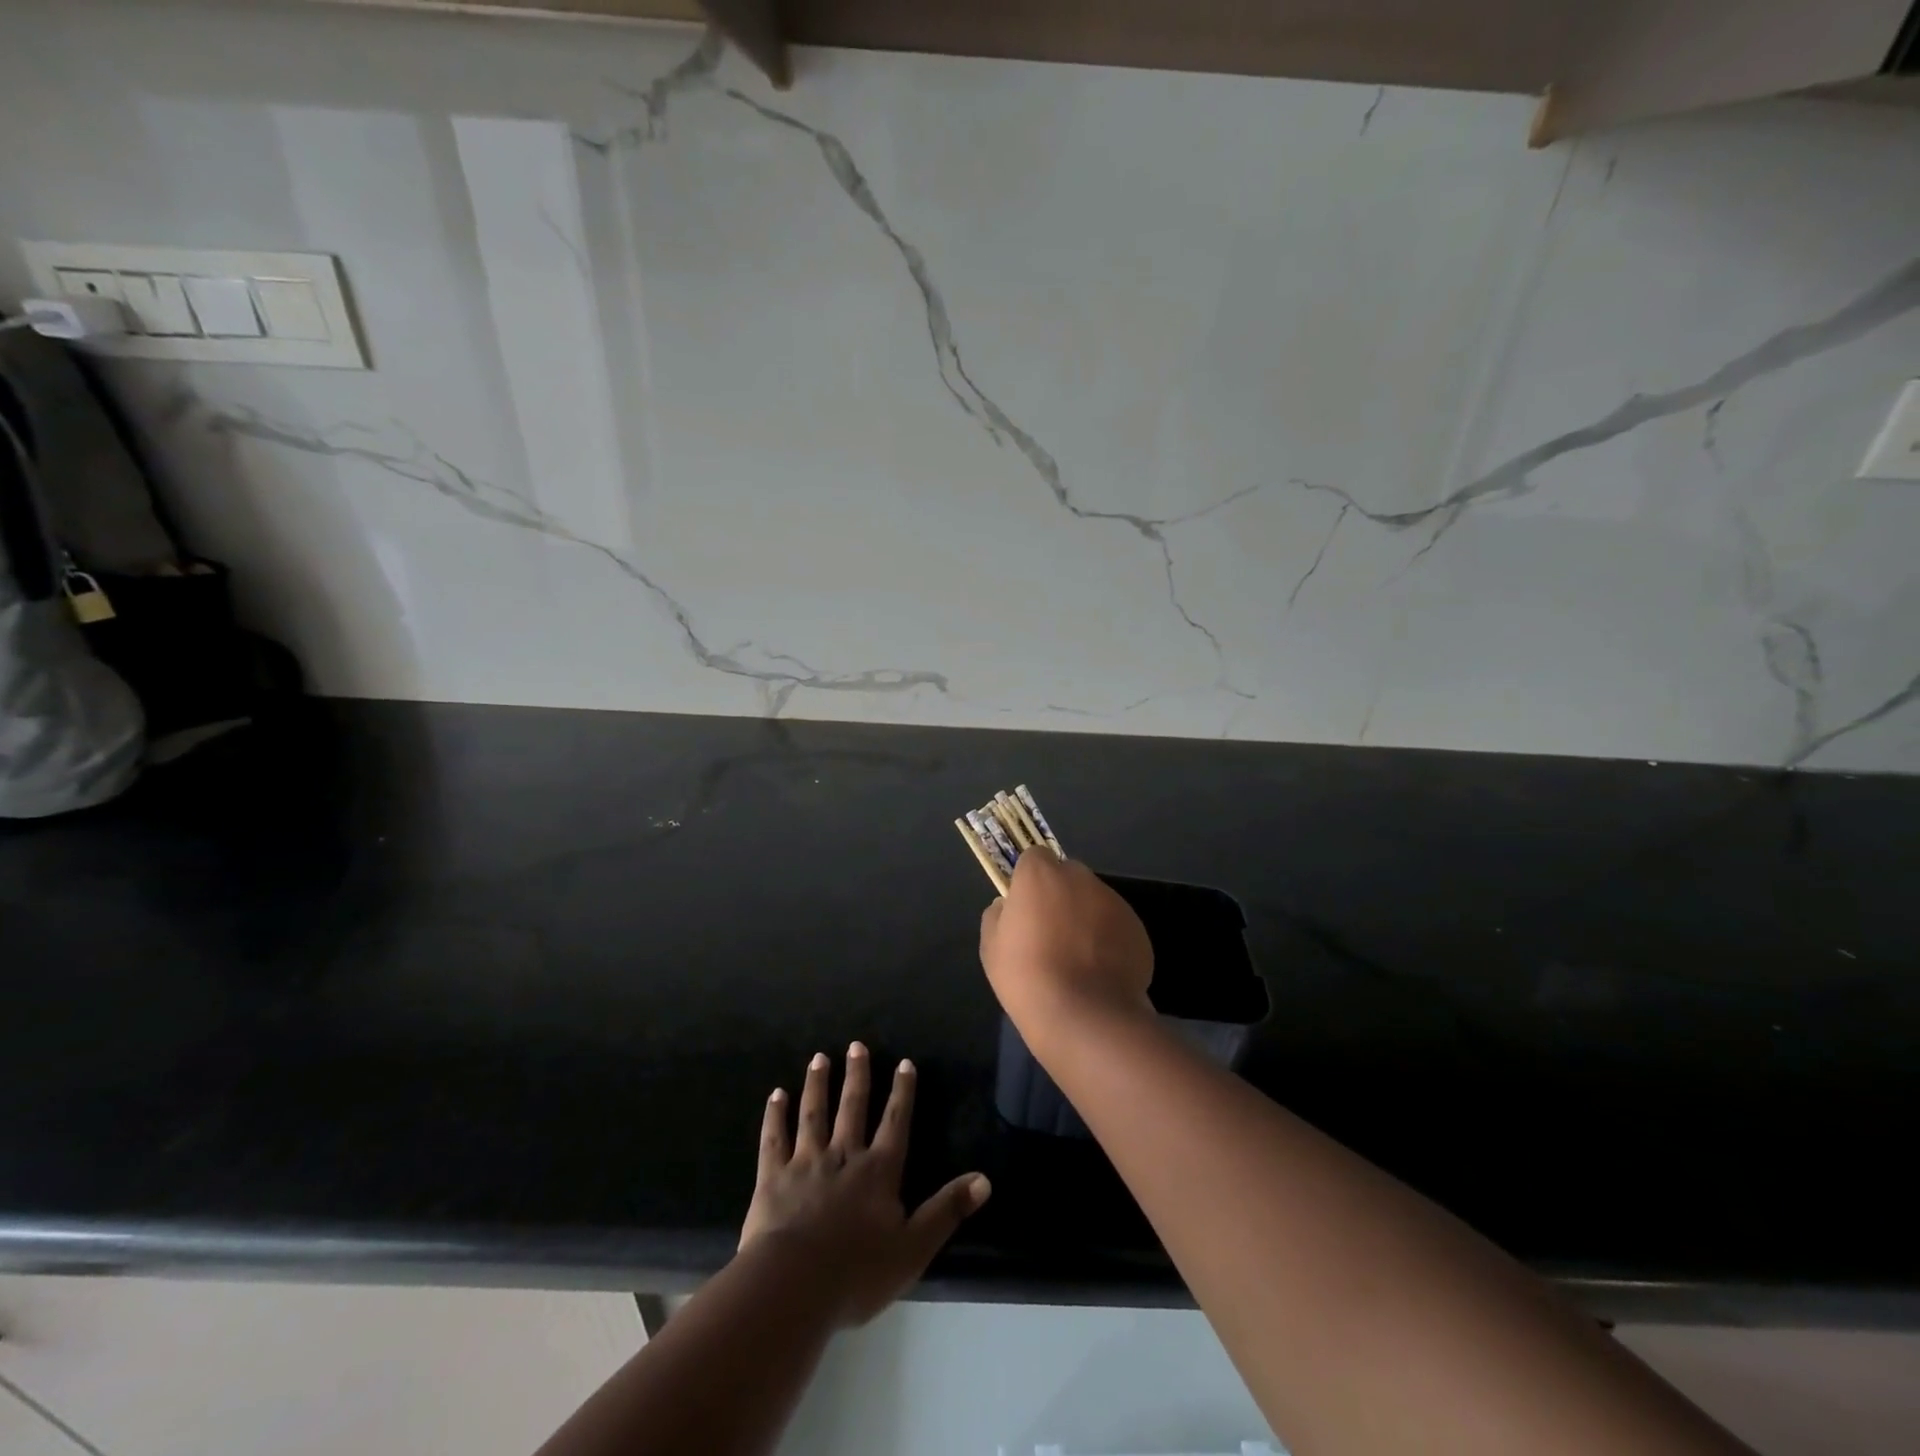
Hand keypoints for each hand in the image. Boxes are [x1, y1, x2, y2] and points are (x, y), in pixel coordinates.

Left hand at [740, 1045, 989, 1325]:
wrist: (793, 1286)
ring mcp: (806, 1163)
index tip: (904, 1062)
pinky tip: (775, 1095)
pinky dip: (775, 1116)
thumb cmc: (858, 1272)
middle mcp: (844, 1156)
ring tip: (818, 1058)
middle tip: (856, 1045)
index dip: (902, 1093)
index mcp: (878, 1171)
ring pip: (814, 1114)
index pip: (895, 1122)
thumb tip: (984, 1180)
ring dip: (817, 1085)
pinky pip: (775, 1139)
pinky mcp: (773, 1178)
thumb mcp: (914, 1247)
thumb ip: (947, 1211)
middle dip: (857, 1076)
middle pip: (852, 1108)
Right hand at [978, 849, 1154, 1049]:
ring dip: (1086, 915)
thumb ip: (998, 914)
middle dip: (1060, 893)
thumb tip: (1008, 906)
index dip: (1030, 879)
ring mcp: (1113, 901)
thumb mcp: (991, 946)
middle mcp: (1080, 878)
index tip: (1026, 905)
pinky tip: (1100, 971)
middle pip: (1068, 874)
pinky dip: (1109, 939)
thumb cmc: (1027, 977)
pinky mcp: (1137, 928)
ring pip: (1094, 899)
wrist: (1084, 1015)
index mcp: (1041, 875)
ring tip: (1079, 957)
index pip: (1035, 857)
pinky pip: (1116, 924)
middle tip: (1051, 930)